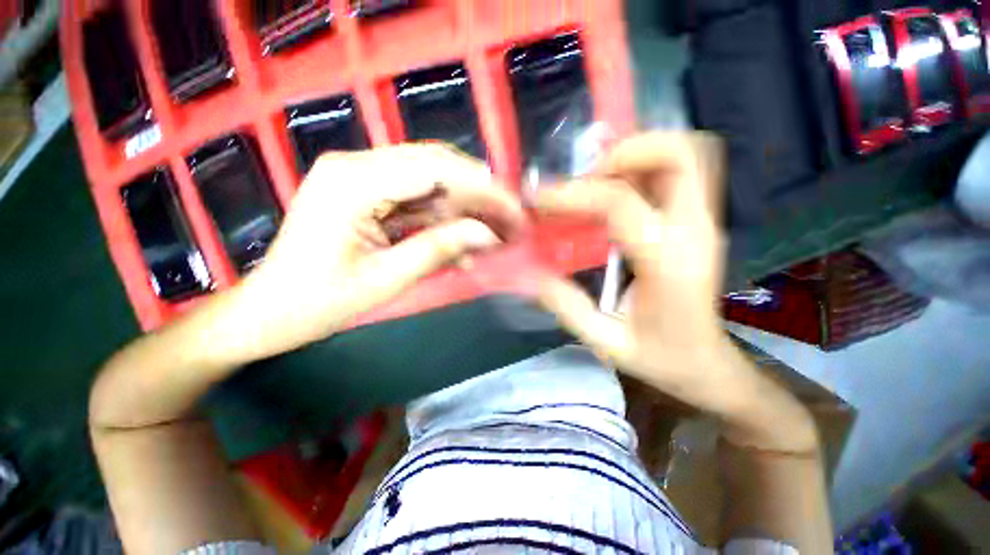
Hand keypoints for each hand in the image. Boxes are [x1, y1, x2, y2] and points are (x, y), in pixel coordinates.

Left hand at [221, 144, 525, 361]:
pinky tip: (460, 247)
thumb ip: (439, 250)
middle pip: (436, 167)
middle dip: (479, 196)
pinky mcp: (366, 194)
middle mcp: (357, 166)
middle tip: (509, 221)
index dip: (482, 189)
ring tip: (491, 236)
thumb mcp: (386, 279)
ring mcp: (360, 177)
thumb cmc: (319, 302)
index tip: (514, 210)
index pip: (436, 169)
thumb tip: (488, 235)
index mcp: (354, 182)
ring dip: (464, 211)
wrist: (270, 311)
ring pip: (431, 183)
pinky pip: (416, 201)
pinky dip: (442, 222)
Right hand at [535, 132, 731, 404]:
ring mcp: (704, 222)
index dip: (574, 195)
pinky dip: (645, 167)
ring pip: (686, 154)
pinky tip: (614, 191)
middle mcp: (695, 232)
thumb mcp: (607, 344)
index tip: (540, 201)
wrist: (709, 365)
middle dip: (624, 152)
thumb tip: (534, 275)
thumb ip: (568, 308)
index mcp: (669, 264)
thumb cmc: (662, 359)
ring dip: (636, 155)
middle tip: (584, 178)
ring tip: (596, 180)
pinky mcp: (700, 222)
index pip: (621, 204)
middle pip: (680, 154)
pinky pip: (680, 172)